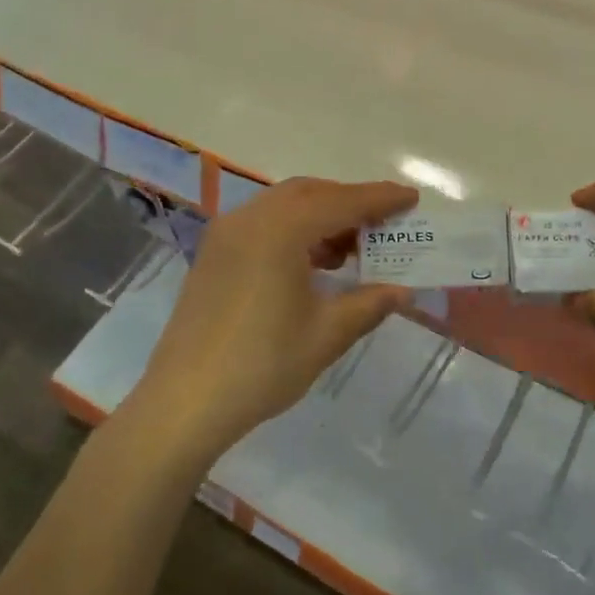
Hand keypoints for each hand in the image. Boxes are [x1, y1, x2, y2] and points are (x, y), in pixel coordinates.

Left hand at [124, 178, 417, 461]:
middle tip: (383, 224)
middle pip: (310, 193)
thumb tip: (402, 290)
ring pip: (284, 206)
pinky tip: (313, 263)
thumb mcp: (326, 334)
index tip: (411, 198)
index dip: (380, 199)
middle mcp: (250, 218)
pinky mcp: (213, 254)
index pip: (341, 202)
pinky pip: (263, 224)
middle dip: (349, 203)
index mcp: (280, 229)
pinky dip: (294, 230)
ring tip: (352, 249)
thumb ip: (368, 303)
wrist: (184, 401)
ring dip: (321, 216)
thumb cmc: (262, 365)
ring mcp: (226, 234)